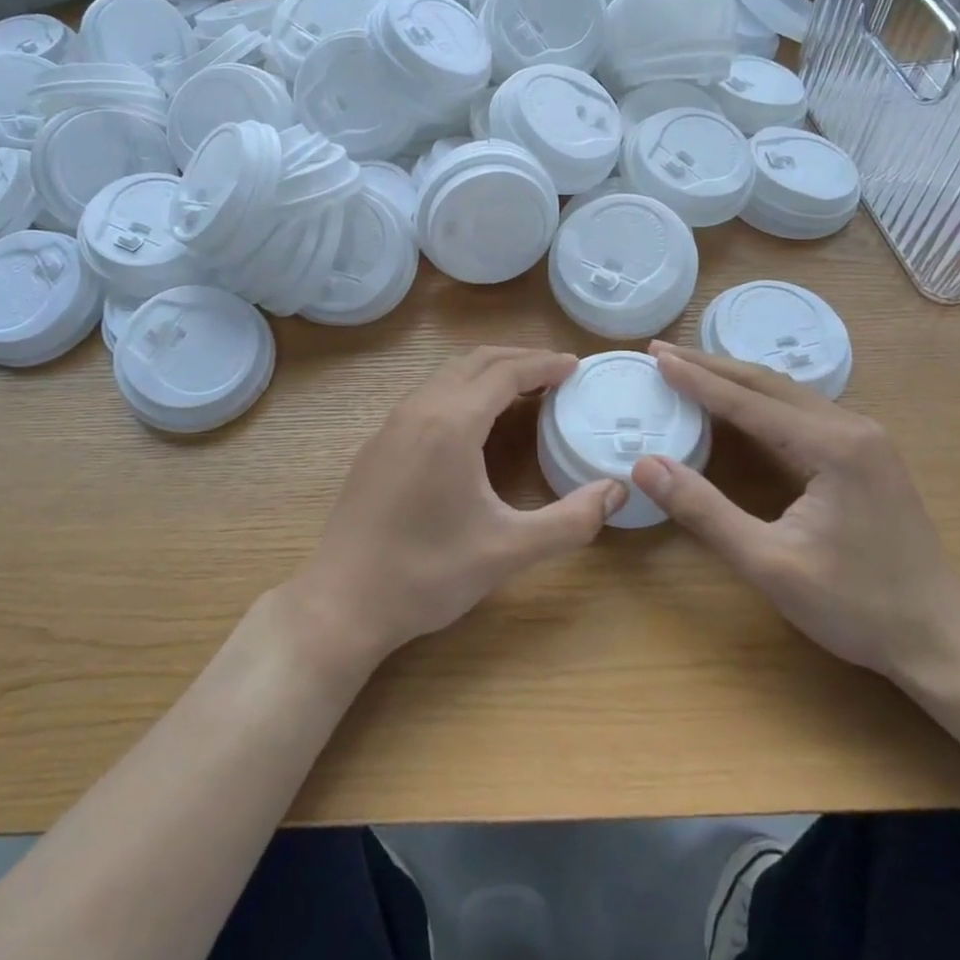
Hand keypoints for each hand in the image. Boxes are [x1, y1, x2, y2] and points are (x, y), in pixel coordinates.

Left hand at [289, 347, 624, 668]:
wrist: (343, 600)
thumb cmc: (428, 573)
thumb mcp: (508, 551)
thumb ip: (570, 521)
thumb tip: (617, 492)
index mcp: (452, 423)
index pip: (506, 372)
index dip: (544, 364)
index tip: (575, 366)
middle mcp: (419, 410)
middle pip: (475, 362)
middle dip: (518, 358)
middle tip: (555, 372)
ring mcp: (391, 425)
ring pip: (446, 376)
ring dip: (487, 372)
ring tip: (522, 390)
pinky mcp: (377, 444)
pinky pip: (426, 396)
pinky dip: (460, 390)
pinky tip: (472, 423)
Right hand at [629, 344, 959, 680]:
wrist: (942, 639)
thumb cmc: (856, 606)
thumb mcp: (768, 563)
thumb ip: (704, 511)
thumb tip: (645, 465)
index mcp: (832, 447)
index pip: (748, 401)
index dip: (696, 379)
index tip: (656, 356)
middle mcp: (853, 428)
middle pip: (769, 383)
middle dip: (711, 366)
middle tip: (662, 352)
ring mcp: (866, 439)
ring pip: (787, 393)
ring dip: (735, 380)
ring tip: (690, 370)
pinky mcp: (868, 454)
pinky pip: (802, 410)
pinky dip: (760, 400)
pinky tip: (740, 403)